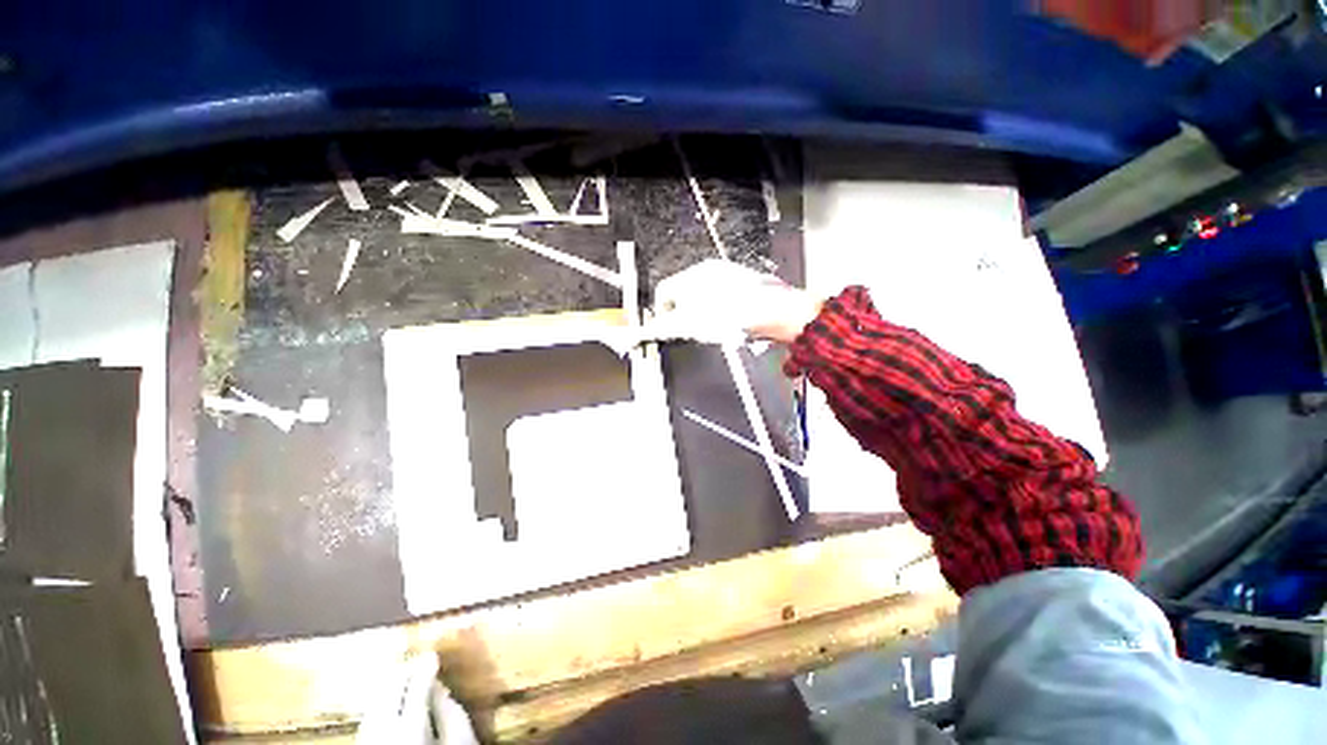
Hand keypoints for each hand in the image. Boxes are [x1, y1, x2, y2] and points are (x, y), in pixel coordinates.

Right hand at [648, 260, 822, 344]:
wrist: (773, 312)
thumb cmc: (731, 315)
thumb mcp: (687, 325)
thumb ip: (660, 328)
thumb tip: (640, 332)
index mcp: (691, 276)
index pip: (663, 292)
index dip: (661, 313)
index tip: (665, 329)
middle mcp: (709, 271)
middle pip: (685, 294)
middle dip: (684, 315)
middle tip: (691, 332)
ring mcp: (730, 276)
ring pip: (705, 298)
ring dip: (704, 315)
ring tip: (714, 330)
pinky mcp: (746, 285)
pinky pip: (726, 299)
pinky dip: (723, 313)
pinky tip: (731, 326)